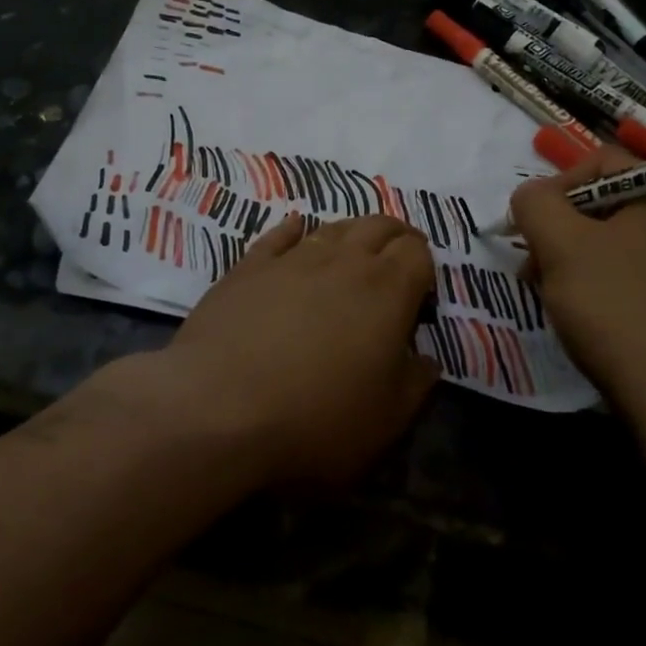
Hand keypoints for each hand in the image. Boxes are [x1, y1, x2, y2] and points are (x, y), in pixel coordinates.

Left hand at [159, 213, 439, 488]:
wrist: (218, 408)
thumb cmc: (316, 419)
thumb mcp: (387, 419)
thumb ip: (416, 383)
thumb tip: (426, 360)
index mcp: (386, 291)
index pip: (418, 252)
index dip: (425, 268)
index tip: (420, 298)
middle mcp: (343, 261)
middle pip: (379, 226)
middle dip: (396, 237)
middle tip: (398, 259)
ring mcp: (292, 259)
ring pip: (332, 227)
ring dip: (351, 233)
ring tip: (354, 250)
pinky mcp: (248, 267)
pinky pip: (279, 236)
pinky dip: (295, 230)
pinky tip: (297, 229)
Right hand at [507, 147, 645, 410]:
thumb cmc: (614, 306)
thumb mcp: (560, 245)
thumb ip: (535, 204)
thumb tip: (529, 196)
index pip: (602, 161)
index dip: (557, 183)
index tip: (530, 220)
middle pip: (604, 204)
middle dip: (558, 227)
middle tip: (532, 260)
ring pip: (611, 244)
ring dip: (570, 258)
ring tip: (546, 290)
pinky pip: (626, 276)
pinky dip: (595, 284)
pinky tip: (577, 313)